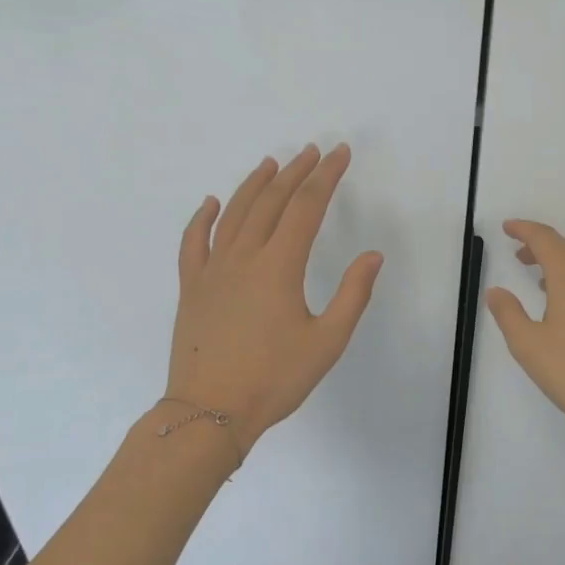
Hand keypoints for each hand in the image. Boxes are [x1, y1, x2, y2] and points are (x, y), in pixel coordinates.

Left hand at [164, 144, 382, 452]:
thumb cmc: (275, 379)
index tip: (340, 154)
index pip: (307, 207)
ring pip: (234, 213)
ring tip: (271, 163)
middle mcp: (244, 257)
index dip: (326, 177)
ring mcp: (212, 270)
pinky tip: (212, 203)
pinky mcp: (191, 287)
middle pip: (271, 201)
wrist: (210, 411)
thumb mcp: (328, 341)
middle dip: (295, 172)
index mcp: (280, 266)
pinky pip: (194, 242)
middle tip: (313, 152)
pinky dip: (203, 218)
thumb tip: (373, 256)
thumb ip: (353, 294)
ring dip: (254, 184)